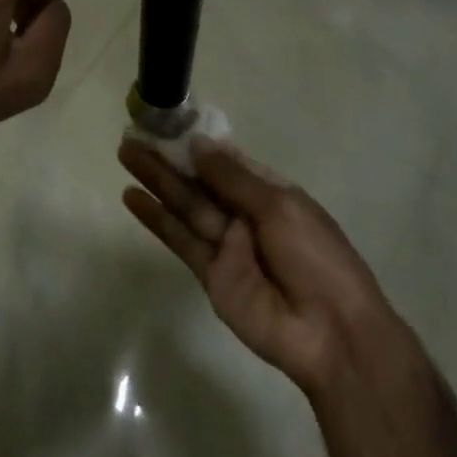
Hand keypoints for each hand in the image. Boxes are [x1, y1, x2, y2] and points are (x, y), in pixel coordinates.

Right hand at [118, 138, 409, 395]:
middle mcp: (244, 214)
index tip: (166, 124)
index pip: (227, 162)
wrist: (331, 333)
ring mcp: (225, 245)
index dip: (198, 144)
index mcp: (270, 193)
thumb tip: (197, 144)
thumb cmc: (317, 258)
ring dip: (155, 180)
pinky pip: (180, 240)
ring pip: (185, 204)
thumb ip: (233, 179)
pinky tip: (132, 197)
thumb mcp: (280, 206)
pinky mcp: (209, 274)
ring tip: (125, 153)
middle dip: (168, 158)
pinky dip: (156, 219)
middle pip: (200, 181)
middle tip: (133, 135)